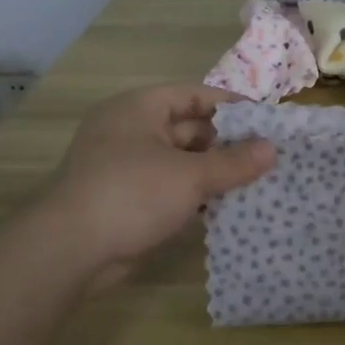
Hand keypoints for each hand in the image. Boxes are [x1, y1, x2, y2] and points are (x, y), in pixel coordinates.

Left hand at [44, 85, 274, 283]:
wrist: (72, 249)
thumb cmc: (133, 194)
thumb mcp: (191, 175)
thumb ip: (234, 162)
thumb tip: (272, 149)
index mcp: (139, 109)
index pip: (193, 95)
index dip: (230, 105)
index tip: (265, 121)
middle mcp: (131, 131)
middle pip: (189, 128)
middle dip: (226, 143)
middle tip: (267, 156)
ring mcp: (127, 166)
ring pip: (181, 161)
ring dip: (214, 171)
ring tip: (256, 181)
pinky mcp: (128, 199)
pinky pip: (170, 187)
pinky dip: (196, 194)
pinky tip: (226, 206)